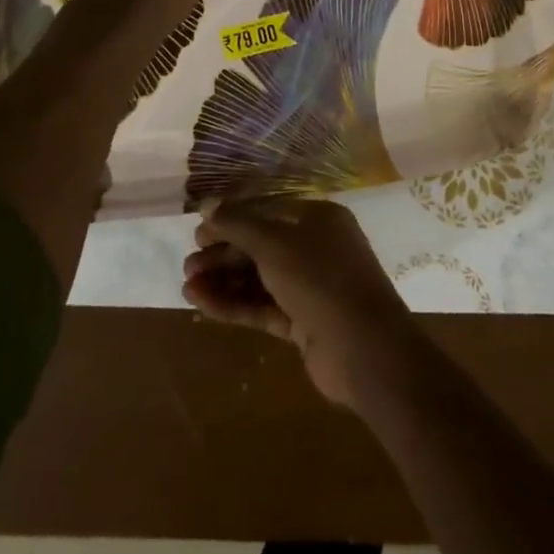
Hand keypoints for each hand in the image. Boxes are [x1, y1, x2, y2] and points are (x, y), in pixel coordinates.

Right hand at [183, 199, 427, 410]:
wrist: (366, 351)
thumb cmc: (321, 280)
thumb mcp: (275, 244)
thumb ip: (239, 223)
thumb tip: (206, 202)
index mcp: (318, 219)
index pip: (267, 210)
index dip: (232, 219)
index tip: (199, 231)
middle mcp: (316, 248)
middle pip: (261, 245)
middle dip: (224, 254)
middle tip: (189, 263)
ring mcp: (310, 287)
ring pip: (259, 278)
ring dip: (224, 281)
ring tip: (187, 287)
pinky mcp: (303, 322)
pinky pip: (263, 307)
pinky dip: (235, 305)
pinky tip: (203, 305)